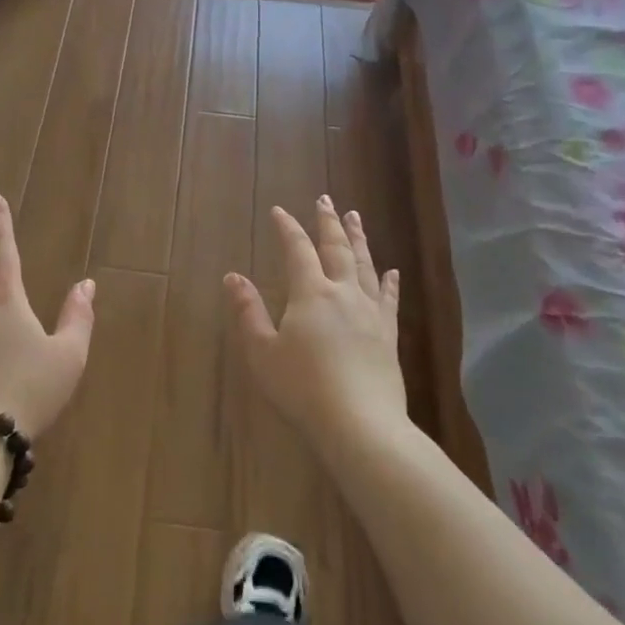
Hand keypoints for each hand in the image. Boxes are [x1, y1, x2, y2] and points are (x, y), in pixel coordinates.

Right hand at [224, 197, 406, 461]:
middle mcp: (343, 293)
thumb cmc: (302, 388)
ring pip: (365, 265)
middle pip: (337, 248)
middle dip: (329, 222)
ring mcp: (370, 313)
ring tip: (355, 218)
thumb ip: (248, 312)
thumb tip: (233, 277)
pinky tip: (392, 272)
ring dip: (359, 239)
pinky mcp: (388, 336)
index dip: (288, 228)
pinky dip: (389, 282)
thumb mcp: (262, 352)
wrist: (361, 426)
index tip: (280, 210)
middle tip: (326, 199)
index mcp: (310, 293)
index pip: (297, 250)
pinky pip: (389, 299)